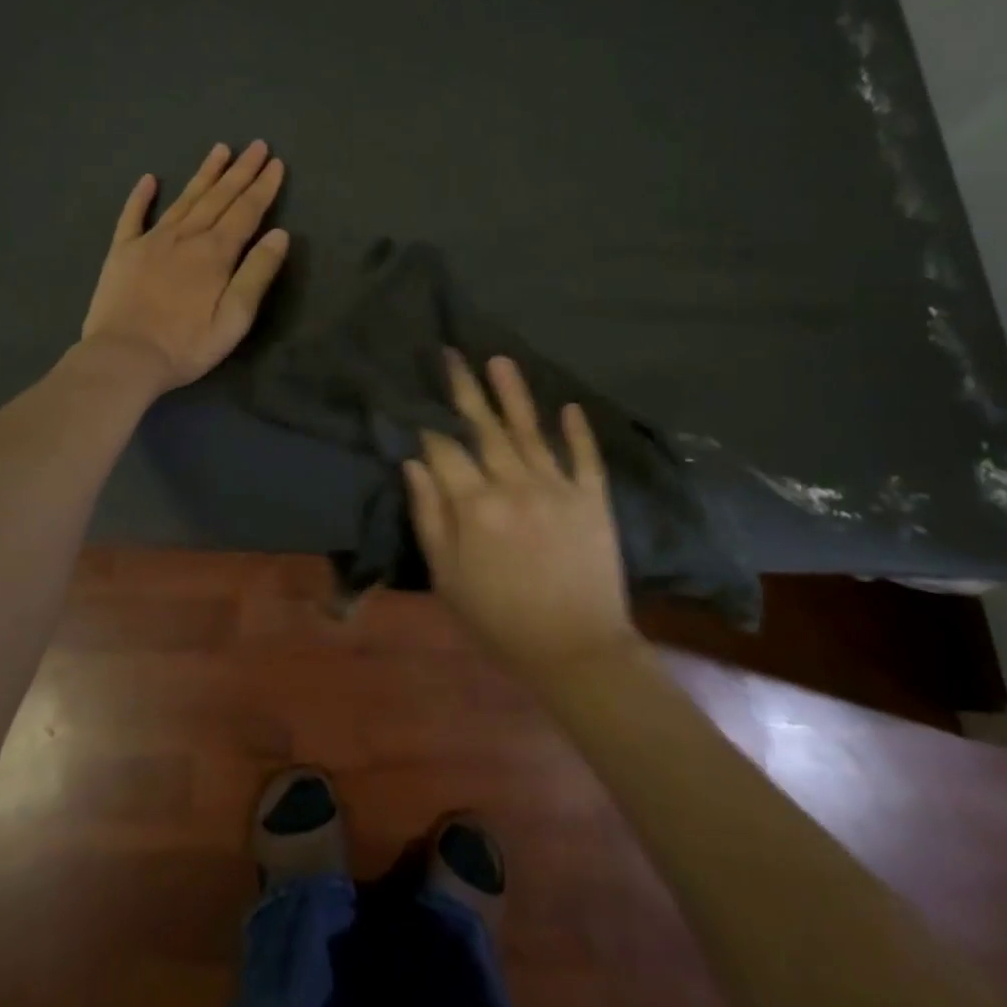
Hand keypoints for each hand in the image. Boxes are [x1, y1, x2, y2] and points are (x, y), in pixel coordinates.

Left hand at [80, 141, 289, 392]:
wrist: (123, 357)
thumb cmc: (186, 345)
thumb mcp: (234, 318)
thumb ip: (257, 274)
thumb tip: (279, 234)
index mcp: (215, 253)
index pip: (246, 211)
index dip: (263, 187)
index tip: (275, 163)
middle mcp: (185, 237)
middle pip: (218, 197)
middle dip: (240, 171)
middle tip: (256, 144)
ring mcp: (150, 241)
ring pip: (184, 199)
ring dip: (204, 174)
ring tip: (219, 150)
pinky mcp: (122, 252)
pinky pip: (132, 216)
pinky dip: (141, 196)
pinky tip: (149, 179)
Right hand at [404, 353, 642, 677]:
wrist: (576, 651)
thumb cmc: (500, 620)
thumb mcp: (448, 578)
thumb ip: (429, 517)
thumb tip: (413, 463)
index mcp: (475, 506)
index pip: (445, 449)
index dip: (427, 424)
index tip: (416, 398)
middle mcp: (515, 485)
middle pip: (484, 428)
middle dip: (465, 389)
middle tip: (452, 354)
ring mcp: (558, 487)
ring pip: (530, 430)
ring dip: (514, 394)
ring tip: (499, 360)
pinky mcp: (592, 499)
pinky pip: (584, 457)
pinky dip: (578, 431)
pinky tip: (570, 406)